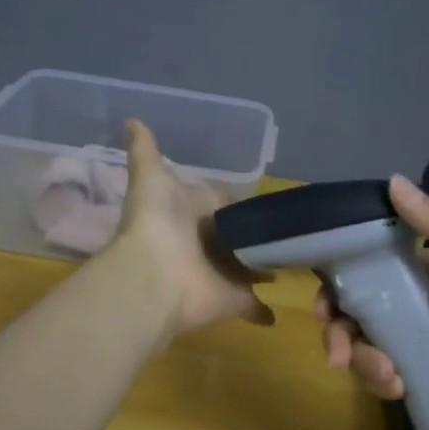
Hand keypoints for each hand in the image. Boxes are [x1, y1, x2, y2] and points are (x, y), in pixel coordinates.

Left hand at [106, 119, 273, 336]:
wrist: (153, 278)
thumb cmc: (157, 223)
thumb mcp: (151, 177)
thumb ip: (146, 151)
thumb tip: (132, 119)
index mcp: (192, 212)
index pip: (220, 202)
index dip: (233, 200)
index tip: (259, 198)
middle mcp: (208, 242)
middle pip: (237, 235)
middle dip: (254, 234)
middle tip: (289, 228)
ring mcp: (222, 271)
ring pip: (248, 266)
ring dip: (264, 265)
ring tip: (296, 257)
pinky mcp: (234, 298)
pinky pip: (252, 303)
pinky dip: (263, 309)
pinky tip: (277, 310)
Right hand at [315, 176, 428, 429]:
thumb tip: (391, 180)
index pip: (368, 268)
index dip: (338, 283)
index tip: (324, 307)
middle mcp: (418, 302)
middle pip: (358, 311)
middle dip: (341, 333)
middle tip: (336, 356)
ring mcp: (421, 342)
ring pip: (368, 345)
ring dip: (365, 363)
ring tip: (388, 379)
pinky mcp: (426, 375)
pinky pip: (386, 374)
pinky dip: (383, 381)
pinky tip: (400, 389)